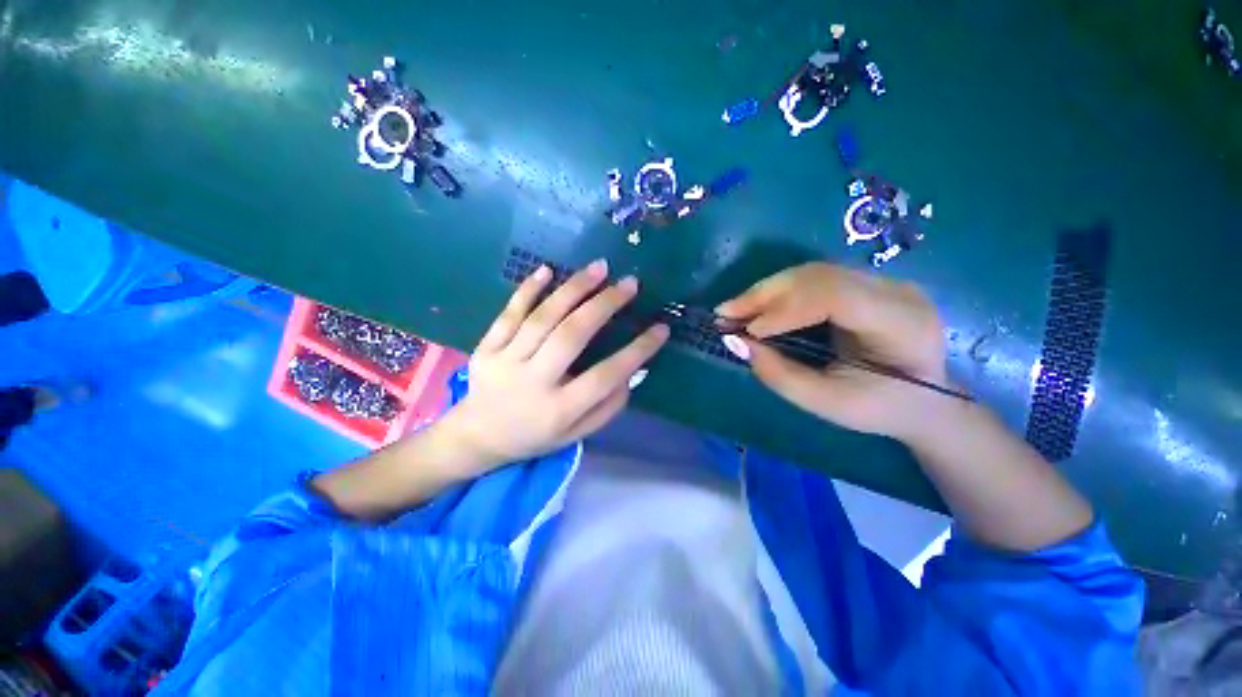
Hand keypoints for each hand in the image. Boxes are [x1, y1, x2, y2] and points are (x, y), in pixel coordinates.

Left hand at [441, 259, 669, 467]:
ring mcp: (505, 362)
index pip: (605, 376)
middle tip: (629, 283)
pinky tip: (547, 270)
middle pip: (571, 336)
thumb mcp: (575, 435)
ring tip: (599, 268)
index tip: (661, 328)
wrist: (478, 437)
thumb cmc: (534, 436)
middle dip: (604, 305)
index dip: (637, 351)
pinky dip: (527, 290)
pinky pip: (508, 314)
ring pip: (542, 318)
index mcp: (559, 410)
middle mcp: (533, 382)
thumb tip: (632, 373)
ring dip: (573, 289)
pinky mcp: (486, 348)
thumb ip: (606, 407)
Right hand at [716, 262, 948, 441]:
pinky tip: (758, 305)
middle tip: (724, 313)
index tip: (749, 331)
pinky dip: (779, 292)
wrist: (926, 399)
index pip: (836, 297)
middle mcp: (896, 291)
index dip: (786, 309)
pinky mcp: (866, 282)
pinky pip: (814, 278)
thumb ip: (780, 374)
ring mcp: (883, 281)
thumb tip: (735, 342)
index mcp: (901, 324)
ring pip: (812, 272)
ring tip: (734, 309)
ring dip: (767, 290)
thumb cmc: (880, 408)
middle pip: (819, 276)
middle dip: (765, 294)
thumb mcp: (827, 404)